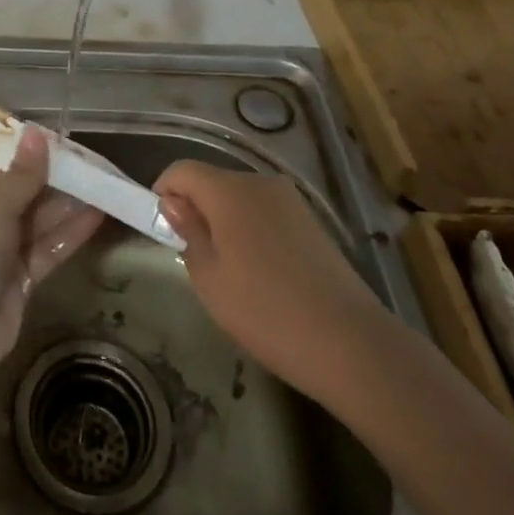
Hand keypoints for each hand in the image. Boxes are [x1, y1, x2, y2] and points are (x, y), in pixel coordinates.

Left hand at [0, 127, 103, 382]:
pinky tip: (97, 218)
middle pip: (18, 196)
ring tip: (102, 186)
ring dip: (66, 208)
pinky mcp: (17, 280)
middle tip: (91, 166)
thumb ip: (21, 176)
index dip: (27, 160)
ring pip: (35, 224)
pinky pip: (44, 250)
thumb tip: (37, 133)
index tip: (62, 146)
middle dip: (53, 184)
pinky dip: (68, 235)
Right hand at [156, 160, 381, 396]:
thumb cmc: (266, 312)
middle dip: (195, 207)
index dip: (163, 192)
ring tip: (228, 269)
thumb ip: (188, 232)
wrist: (351, 344)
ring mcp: (291, 200)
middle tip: (191, 255)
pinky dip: (251, 229)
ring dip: (224, 220)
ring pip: (240, 197)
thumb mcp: (209, 279)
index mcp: (229, 190)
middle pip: (212, 180)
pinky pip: (266, 212)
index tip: (161, 229)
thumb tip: (174, 204)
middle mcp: (260, 182)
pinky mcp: (312, 220)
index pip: (181, 170)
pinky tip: (261, 272)